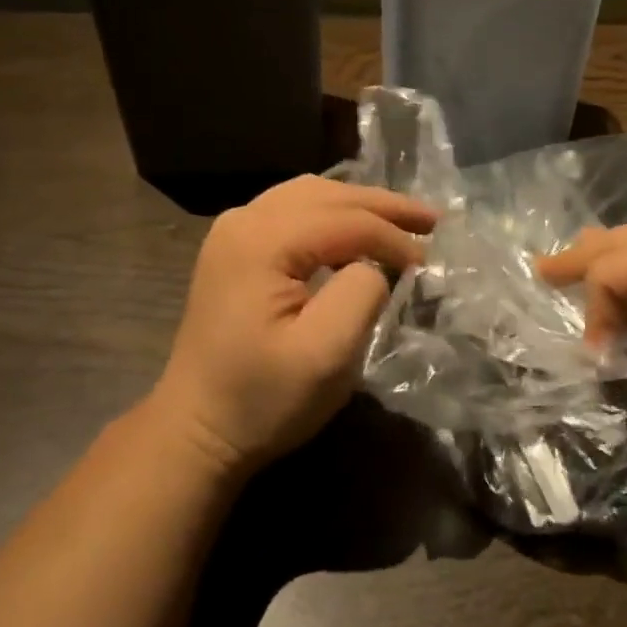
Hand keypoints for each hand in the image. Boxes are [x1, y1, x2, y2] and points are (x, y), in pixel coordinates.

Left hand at [149, 176, 436, 476]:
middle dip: (383, 206)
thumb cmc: (262, 399)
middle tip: (431, 220)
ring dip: (359, 205)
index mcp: (262, 241)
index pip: (346, 221)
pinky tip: (354, 228)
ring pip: (310, 195)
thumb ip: (362, 293)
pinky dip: (332, 213)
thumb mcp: (326, 355)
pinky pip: (292, 209)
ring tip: (400, 220)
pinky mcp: (234, 248)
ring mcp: (233, 231)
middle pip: (328, 195)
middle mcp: (244, 220)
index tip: (427, 266)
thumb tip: (376, 265)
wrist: (195, 431)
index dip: (393, 238)